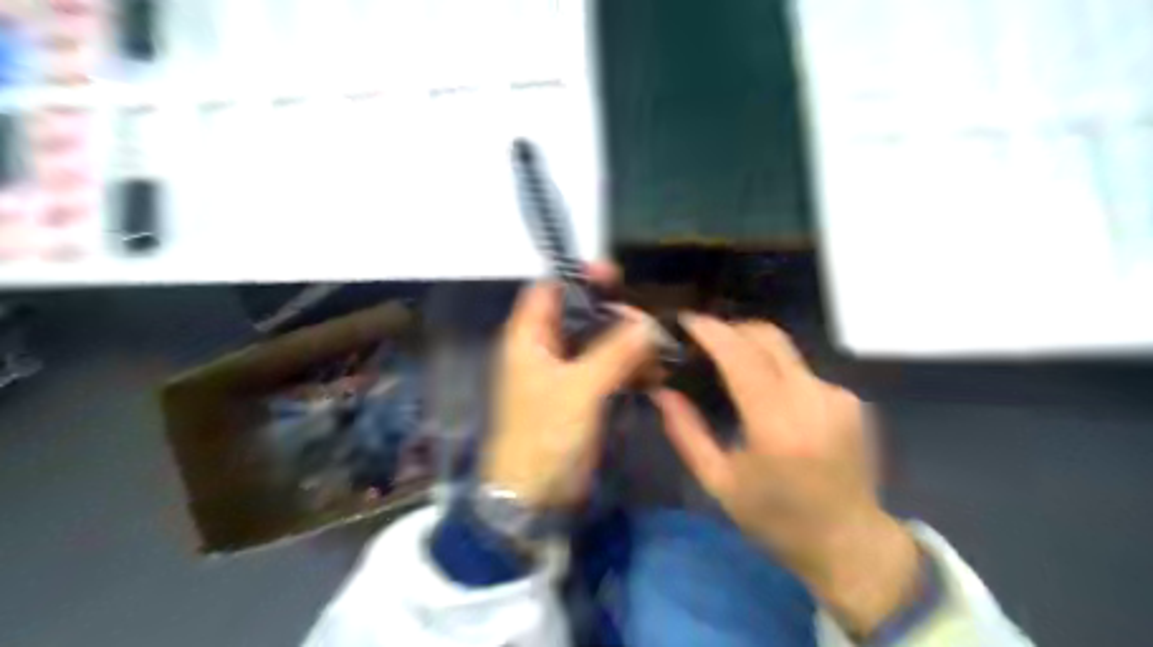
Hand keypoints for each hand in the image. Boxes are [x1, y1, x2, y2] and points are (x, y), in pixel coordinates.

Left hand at [479, 267, 657, 510]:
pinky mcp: (580, 395)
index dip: (578, 277)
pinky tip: (654, 374)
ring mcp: (563, 373)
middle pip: (580, 315)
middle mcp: (544, 349)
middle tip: (648, 324)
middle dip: (614, 315)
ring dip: (627, 344)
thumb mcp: (580, 388)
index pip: (549, 290)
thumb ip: (615, 352)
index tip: (614, 274)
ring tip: (659, 351)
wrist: (533, 495)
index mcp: (529, 338)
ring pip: (597, 342)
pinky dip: (627, 368)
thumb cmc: (545, 435)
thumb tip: (649, 323)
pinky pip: (606, 369)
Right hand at [658, 313, 919, 635]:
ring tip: (730, 370)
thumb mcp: (718, 482)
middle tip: (704, 341)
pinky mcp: (850, 398)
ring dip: (753, 350)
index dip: (712, 331)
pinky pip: (802, 370)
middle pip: (768, 337)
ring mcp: (837, 395)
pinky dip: (777, 371)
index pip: (741, 356)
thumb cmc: (775, 518)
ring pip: (785, 351)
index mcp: (776, 426)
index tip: (687, 321)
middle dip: (732, 329)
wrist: (849, 541)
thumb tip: (661, 391)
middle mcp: (812, 399)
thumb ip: (686, 431)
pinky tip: (767, 396)